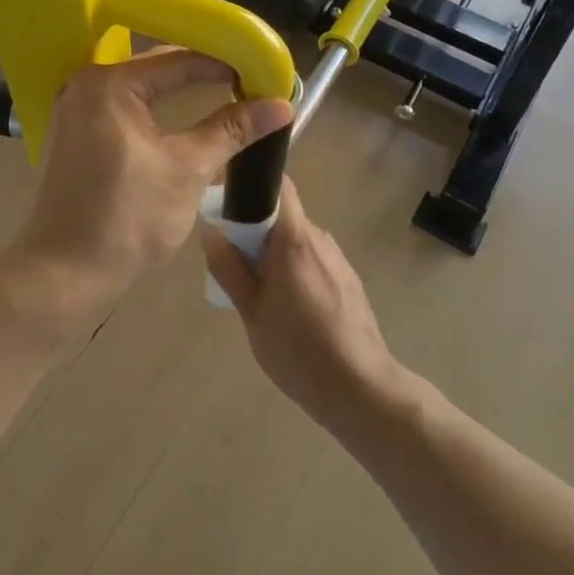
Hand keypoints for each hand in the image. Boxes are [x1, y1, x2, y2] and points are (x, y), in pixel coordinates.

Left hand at [8, 48, 293, 330]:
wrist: (63, 273)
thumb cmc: (128, 219)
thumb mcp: (188, 170)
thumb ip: (232, 131)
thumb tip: (280, 106)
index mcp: (109, 84)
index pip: (178, 59)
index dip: (224, 64)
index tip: (261, 73)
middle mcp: (85, 84)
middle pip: (157, 69)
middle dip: (202, 75)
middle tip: (247, 83)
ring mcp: (74, 108)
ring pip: (140, 89)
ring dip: (179, 92)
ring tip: (224, 95)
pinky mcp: (73, 132)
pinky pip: (123, 108)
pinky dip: (154, 110)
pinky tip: (182, 116)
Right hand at [203, 179, 399, 427]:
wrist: (362, 389)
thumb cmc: (299, 351)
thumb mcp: (252, 314)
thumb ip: (229, 269)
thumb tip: (211, 232)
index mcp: (294, 239)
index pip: (278, 185)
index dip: (253, 185)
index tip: (228, 203)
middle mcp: (319, 238)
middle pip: (284, 214)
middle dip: (256, 228)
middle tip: (234, 259)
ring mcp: (338, 258)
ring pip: (297, 238)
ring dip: (275, 251)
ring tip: (259, 289)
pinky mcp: (348, 279)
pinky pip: (313, 258)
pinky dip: (295, 268)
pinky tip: (289, 306)